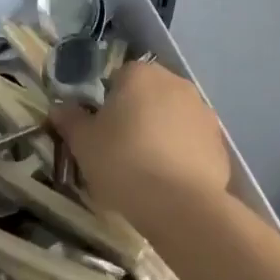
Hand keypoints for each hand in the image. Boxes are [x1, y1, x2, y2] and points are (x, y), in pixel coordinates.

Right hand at [48, 63, 232, 233]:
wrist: (180, 206)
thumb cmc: (123, 162)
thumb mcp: (83, 143)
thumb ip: (70, 120)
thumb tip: (59, 108)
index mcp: (140, 74)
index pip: (118, 78)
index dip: (107, 103)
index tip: (100, 131)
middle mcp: (175, 83)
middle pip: (148, 94)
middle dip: (136, 115)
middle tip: (120, 148)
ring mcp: (203, 112)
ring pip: (172, 117)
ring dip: (161, 133)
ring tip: (147, 169)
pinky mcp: (220, 143)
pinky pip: (192, 142)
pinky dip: (182, 154)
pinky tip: (170, 181)